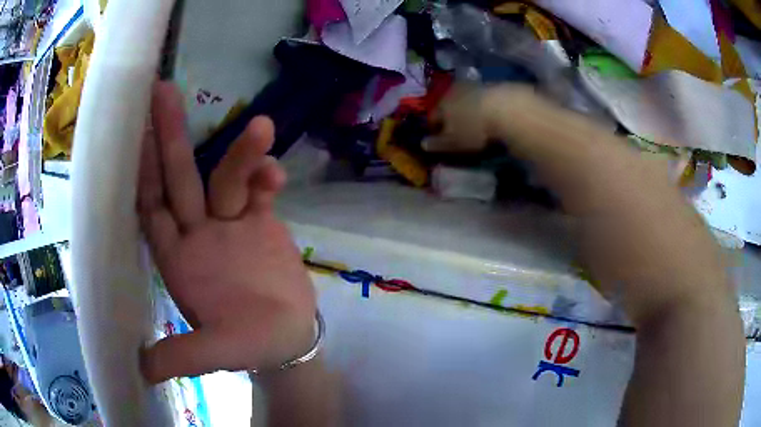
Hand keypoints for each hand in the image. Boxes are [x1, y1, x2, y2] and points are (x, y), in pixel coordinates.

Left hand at [138, 82, 315, 383]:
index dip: (143, 173)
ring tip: (262, 128)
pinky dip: (266, 177)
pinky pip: (261, 191)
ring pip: (228, 178)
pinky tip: (277, 173)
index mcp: (177, 259)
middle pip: (181, 178)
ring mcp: (230, 224)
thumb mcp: (217, 353)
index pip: (152, 208)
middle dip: (172, 136)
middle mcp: (197, 233)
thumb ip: (183, 355)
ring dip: (241, 154)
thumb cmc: (249, 346)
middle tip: (165, 92)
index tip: (138, 133)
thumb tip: (142, 370)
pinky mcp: (262, 222)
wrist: (289, 339)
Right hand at [424, 84, 537, 152]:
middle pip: (448, 105)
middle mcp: (454, 91)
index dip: (433, 128)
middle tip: (456, 129)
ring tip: (474, 121)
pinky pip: (483, 98)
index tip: (437, 138)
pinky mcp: (493, 86)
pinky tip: (490, 115)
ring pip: (466, 99)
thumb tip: (423, 144)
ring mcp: (474, 86)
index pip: (432, 117)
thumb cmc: (474, 128)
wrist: (506, 108)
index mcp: (441, 104)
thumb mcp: (453, 142)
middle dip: (450, 116)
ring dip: (467, 109)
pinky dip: (483, 106)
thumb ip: (438, 143)